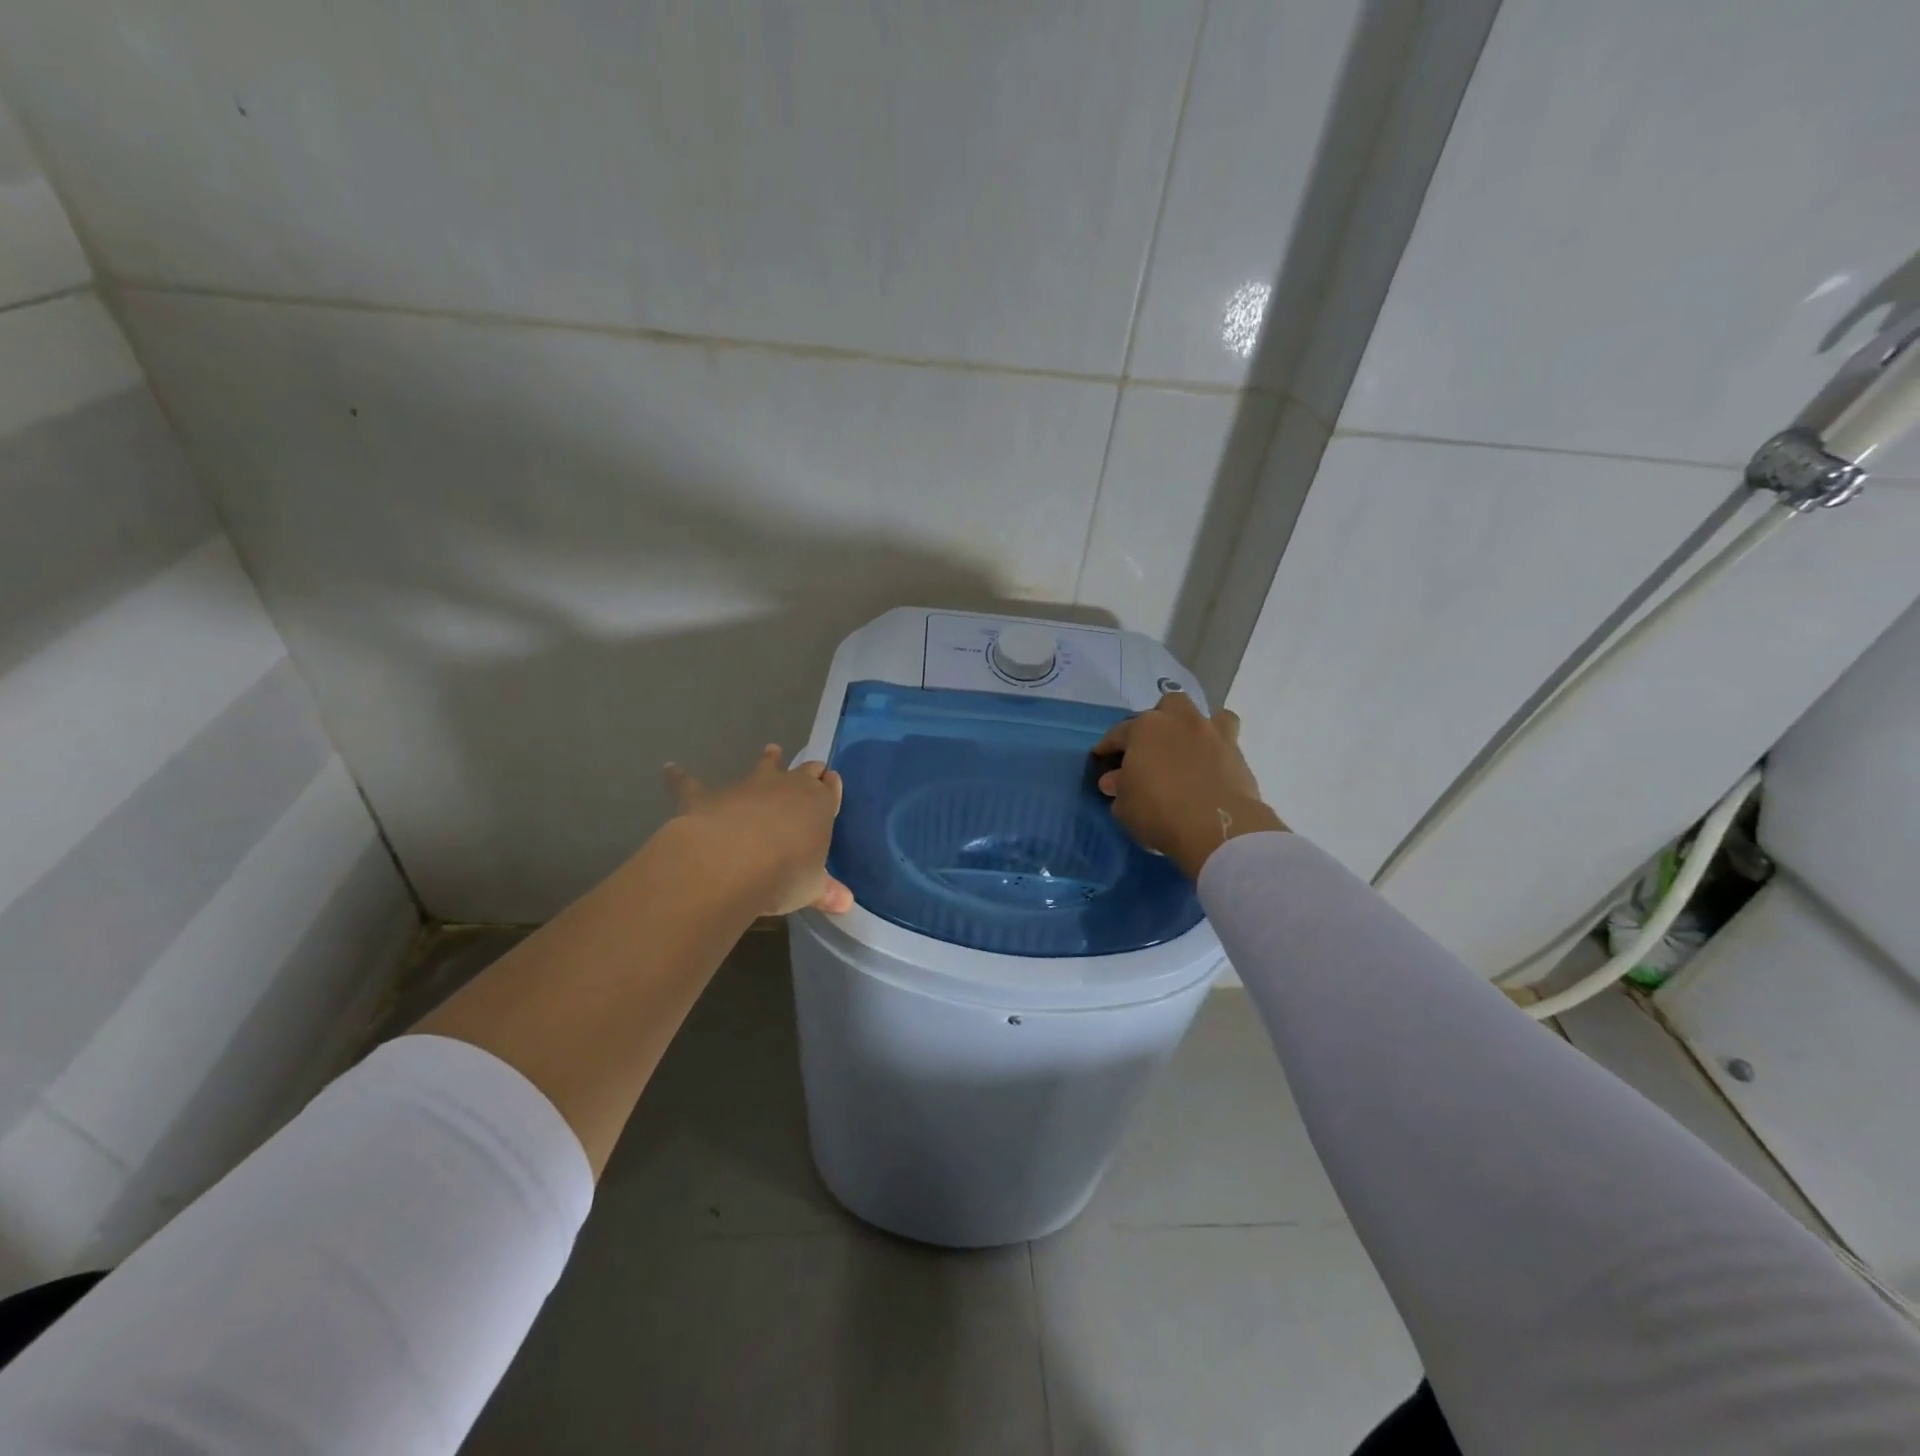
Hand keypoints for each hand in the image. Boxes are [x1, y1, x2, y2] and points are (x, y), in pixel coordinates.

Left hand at [664, 746, 854, 915]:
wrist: (731, 861)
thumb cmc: (784, 873)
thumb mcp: (811, 888)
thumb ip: (826, 892)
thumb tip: (846, 903)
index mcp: (818, 805)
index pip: (830, 789)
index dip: (831, 787)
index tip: (832, 783)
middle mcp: (786, 787)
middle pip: (803, 771)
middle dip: (809, 770)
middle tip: (812, 768)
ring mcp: (746, 788)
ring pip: (762, 766)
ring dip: (768, 759)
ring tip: (772, 750)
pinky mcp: (708, 796)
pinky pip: (691, 783)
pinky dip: (680, 776)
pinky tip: (669, 768)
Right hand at [1093, 693, 1285, 878]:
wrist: (1216, 828)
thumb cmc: (1158, 812)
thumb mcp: (1124, 805)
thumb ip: (1119, 787)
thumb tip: (1115, 779)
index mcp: (1145, 728)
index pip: (1119, 733)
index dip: (1107, 746)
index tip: (1101, 758)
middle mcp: (1180, 721)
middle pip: (1168, 706)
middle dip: (1159, 720)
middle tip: (1152, 746)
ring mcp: (1213, 734)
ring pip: (1207, 715)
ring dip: (1196, 728)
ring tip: (1189, 749)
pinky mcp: (1238, 754)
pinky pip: (1228, 742)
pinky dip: (1218, 750)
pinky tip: (1211, 767)